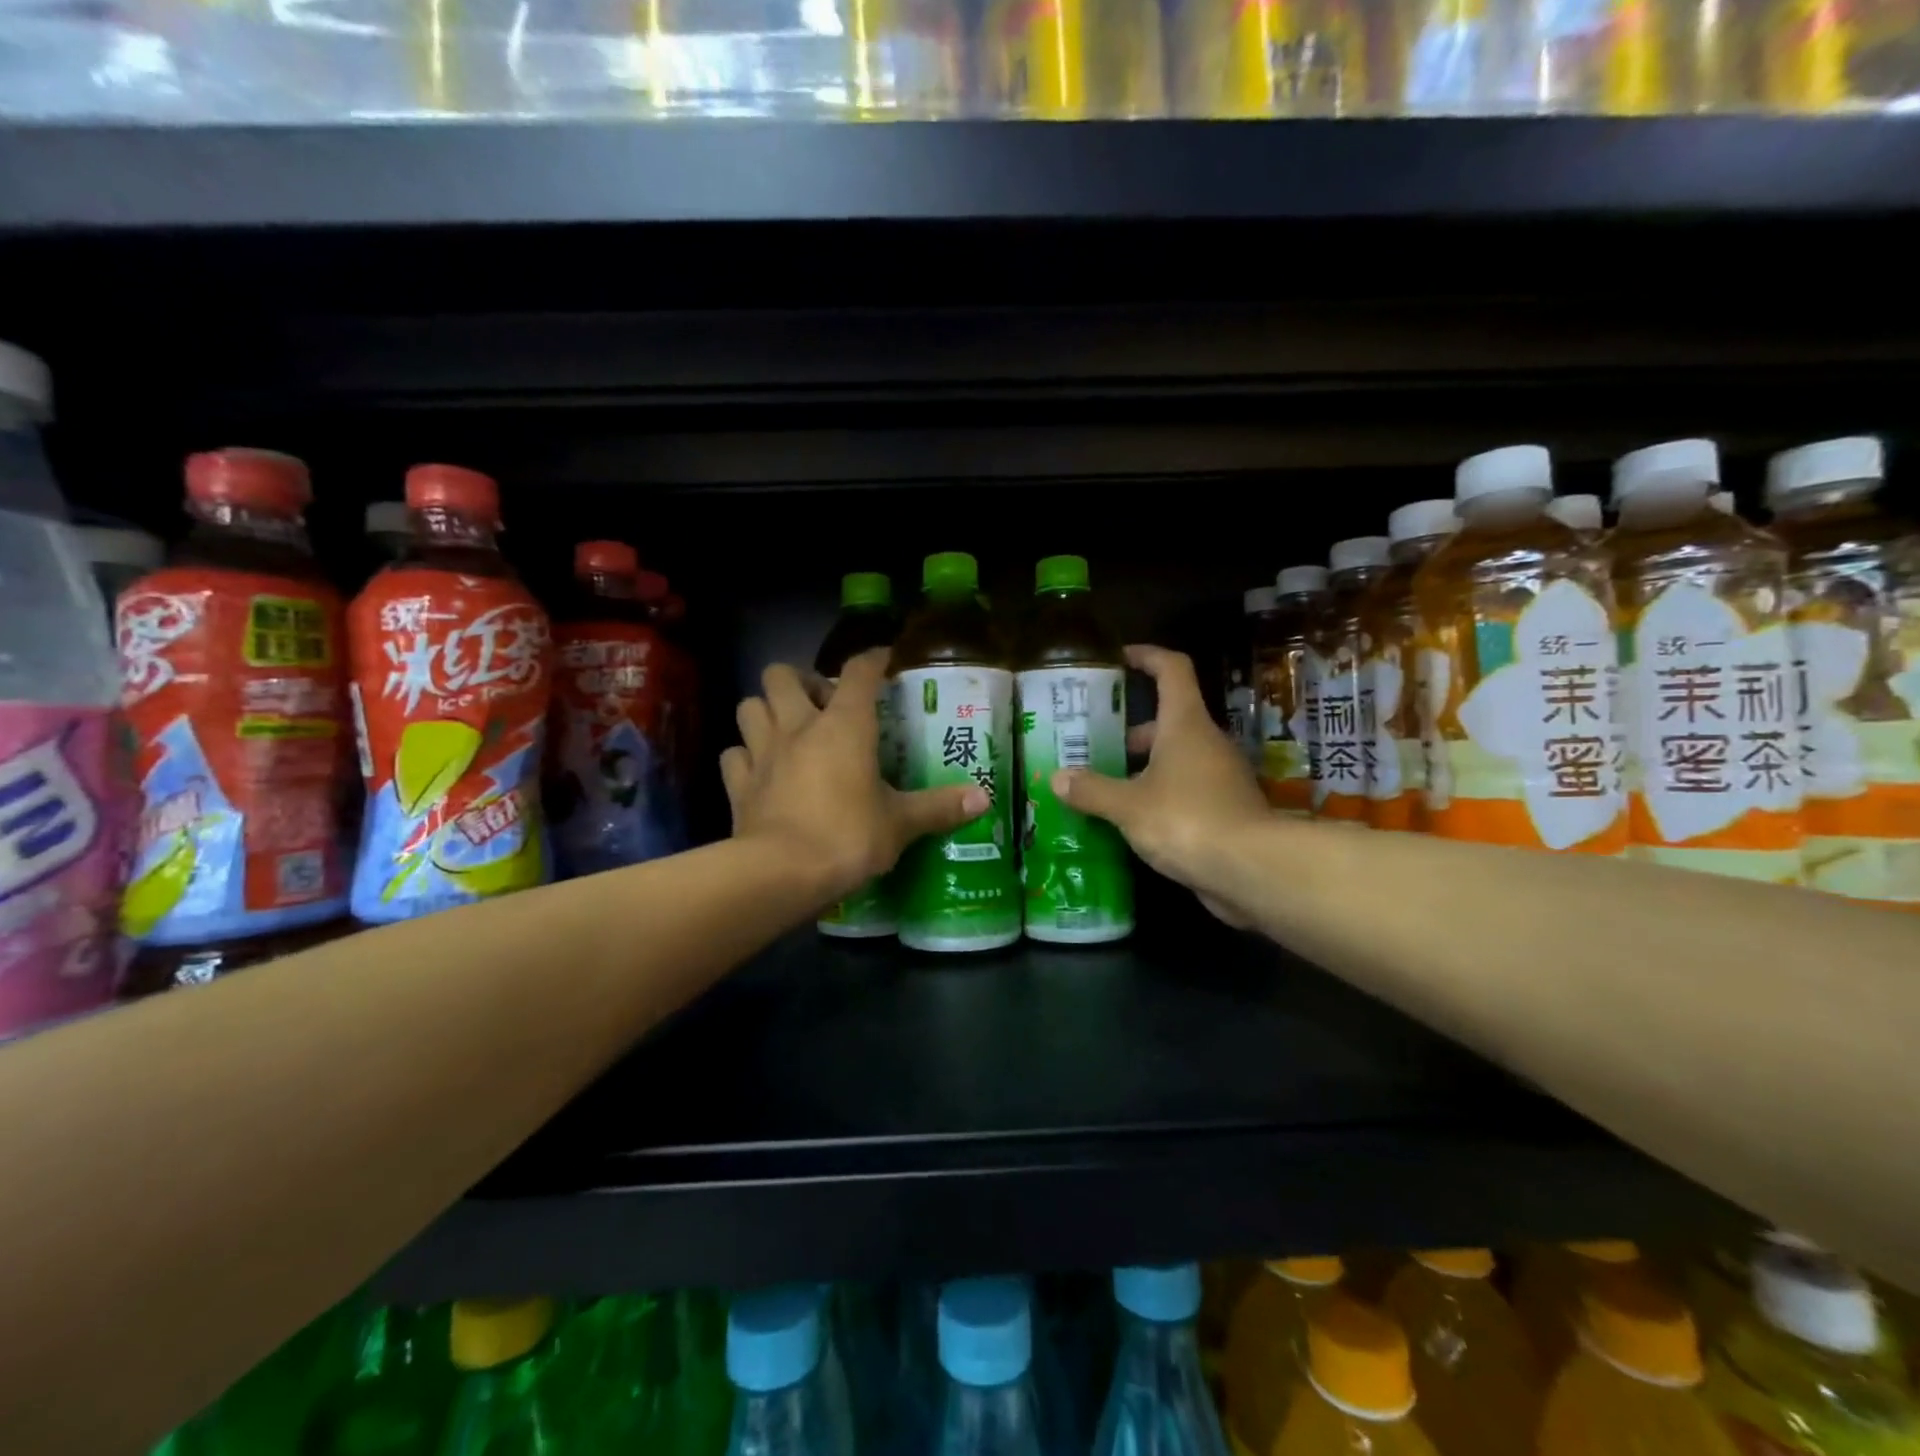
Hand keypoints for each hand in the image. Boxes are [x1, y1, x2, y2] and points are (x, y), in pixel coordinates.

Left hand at [721, 648, 986, 902]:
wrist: (781, 873)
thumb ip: (939, 807)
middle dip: (799, 679)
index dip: (871, 659)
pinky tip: (760, 770)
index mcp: (844, 726)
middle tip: (820, 703)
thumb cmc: (848, 836)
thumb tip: (983, 799)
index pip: (858, 672)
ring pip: (749, 706)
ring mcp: (762, 753)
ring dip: (766, 710)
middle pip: (781, 675)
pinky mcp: (738, 784)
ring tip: (787, 729)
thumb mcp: (900, 824)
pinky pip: (734, 755)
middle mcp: (798, 727)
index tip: (883, 659)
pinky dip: (745, 756)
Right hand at [1053, 645, 1271, 927]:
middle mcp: (1207, 742)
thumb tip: (1058, 778)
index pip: (1172, 670)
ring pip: (1177, 758)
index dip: (1147, 656)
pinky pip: (1186, 790)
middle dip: (1132, 731)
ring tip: (1106, 787)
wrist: (1252, 870)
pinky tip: (1133, 821)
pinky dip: (1160, 796)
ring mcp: (1221, 776)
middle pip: (1169, 720)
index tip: (1121, 657)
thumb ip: (1092, 790)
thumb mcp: (1128, 806)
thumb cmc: (1186, 820)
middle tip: (1095, 745)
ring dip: (1144, 768)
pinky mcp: (1226, 809)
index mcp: (1185, 725)